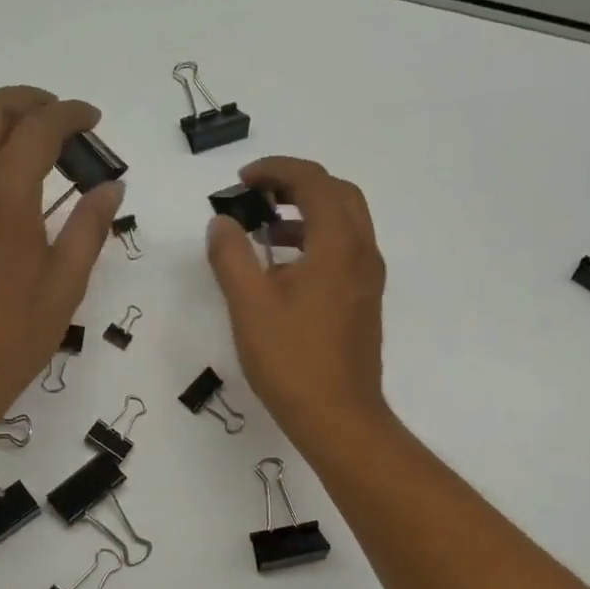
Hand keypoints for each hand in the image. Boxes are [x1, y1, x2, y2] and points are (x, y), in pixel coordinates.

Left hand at [0, 86, 120, 419]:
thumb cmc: (14, 336)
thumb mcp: (66, 284)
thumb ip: (89, 227)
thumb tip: (112, 185)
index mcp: (5, 198)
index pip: (38, 129)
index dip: (70, 115)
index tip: (92, 120)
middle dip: (28, 101)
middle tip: (60, 118)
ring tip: (26, 141)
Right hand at [206, 157, 388, 442]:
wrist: (339, 417)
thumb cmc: (292, 360)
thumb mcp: (249, 304)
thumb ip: (231, 256)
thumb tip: (222, 223)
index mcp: (338, 244)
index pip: (313, 182)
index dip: (276, 170)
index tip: (241, 181)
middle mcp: (361, 252)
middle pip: (337, 194)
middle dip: (296, 185)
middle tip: (257, 195)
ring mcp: (367, 279)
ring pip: (344, 223)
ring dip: (306, 214)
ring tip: (263, 232)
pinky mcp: (364, 301)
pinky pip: (344, 251)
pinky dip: (315, 241)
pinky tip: (282, 270)